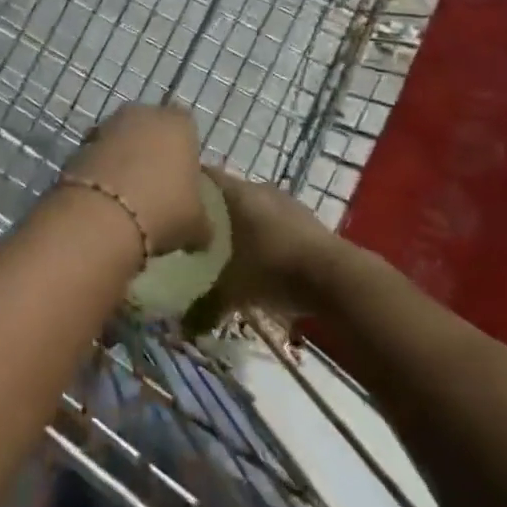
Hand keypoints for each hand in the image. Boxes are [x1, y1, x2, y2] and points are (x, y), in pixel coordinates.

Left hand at [60, 105, 209, 256]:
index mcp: (178, 123)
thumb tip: (201, 232)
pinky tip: (105, 201)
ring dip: (124, 161)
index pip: (187, 129)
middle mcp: (143, 114)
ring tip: (128, 198)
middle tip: (156, 188)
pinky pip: (98, 156)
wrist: (102, 216)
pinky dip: (102, 173)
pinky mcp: (79, 144)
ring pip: (122, 141)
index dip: (186, 154)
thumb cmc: (163, 210)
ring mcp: (107, 126)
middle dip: (152, 152)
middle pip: (151, 130)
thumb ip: (202, 222)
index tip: (184, 181)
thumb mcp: (196, 225)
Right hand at [184, 165, 345, 330]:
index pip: (203, 177)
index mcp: (236, 192)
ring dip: (239, 226)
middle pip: (226, 194)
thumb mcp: (232, 291)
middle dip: (212, 213)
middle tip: (193, 237)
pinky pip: (272, 222)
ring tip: (224, 251)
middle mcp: (259, 188)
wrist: (335, 277)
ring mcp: (285, 202)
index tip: (171, 207)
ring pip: (251, 208)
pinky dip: (261, 236)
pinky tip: (257, 260)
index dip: (186, 189)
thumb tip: (179, 329)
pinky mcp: (304, 219)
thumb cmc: (274, 268)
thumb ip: (203, 306)